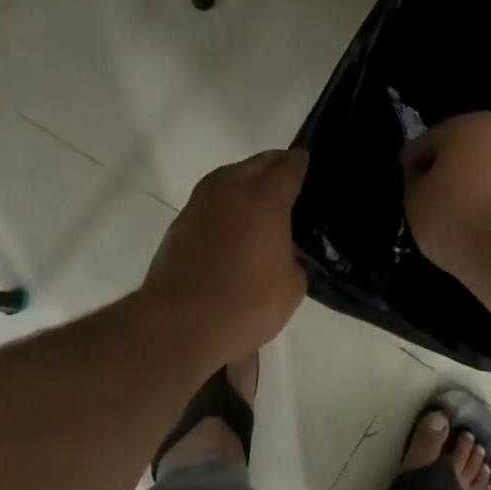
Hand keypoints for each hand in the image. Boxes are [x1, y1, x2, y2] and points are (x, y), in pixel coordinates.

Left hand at [141, 149, 308, 360]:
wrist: (178, 326)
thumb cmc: (245, 304)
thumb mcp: (292, 285)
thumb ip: (293, 255)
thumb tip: (282, 248)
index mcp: (265, 198)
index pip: (290, 166)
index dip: (303, 164)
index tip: (312, 167)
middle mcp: (231, 189)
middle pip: (258, 163)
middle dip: (276, 167)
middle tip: (291, 185)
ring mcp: (200, 203)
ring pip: (230, 176)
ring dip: (247, 182)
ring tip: (262, 204)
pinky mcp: (179, 223)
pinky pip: (212, 200)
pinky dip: (226, 205)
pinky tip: (234, 227)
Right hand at [402, 112, 490, 278]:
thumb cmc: (453, 218)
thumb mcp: (414, 199)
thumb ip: (415, 180)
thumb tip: (424, 177)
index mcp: (470, 125)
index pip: (429, 141)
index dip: (413, 164)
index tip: (406, 185)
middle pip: (465, 152)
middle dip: (449, 170)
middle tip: (431, 199)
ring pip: (490, 172)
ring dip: (475, 186)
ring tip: (459, 217)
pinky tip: (483, 227)